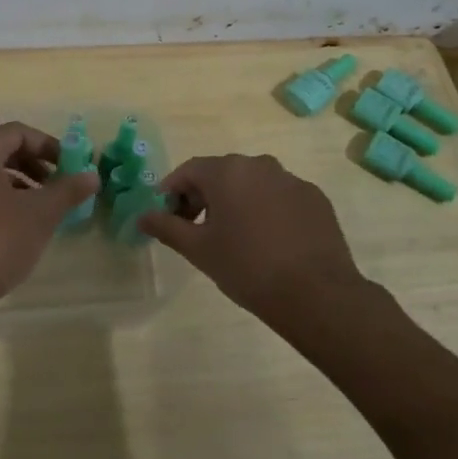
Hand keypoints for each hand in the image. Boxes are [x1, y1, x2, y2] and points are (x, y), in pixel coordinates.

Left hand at [0, 123, 100, 317]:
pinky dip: (4, 199)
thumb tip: (93, 175)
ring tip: (45, 207)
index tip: (71, 165)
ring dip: (22, 183)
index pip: (18, 132)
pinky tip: (21, 225)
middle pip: (3, 150)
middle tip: (60, 184)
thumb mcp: (40, 213)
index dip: (48, 145)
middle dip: (36, 164)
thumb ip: (68, 190)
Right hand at [138, 154, 363, 314]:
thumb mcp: (198, 249)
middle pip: (221, 174)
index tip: (166, 217)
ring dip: (236, 202)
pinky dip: (266, 210)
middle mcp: (260, 165)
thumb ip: (166, 227)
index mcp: (228, 171)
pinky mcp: (315, 198)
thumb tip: (141, 217)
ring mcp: (291, 180)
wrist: (316, 294)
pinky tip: (267, 242)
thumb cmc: (247, 267)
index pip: (188, 171)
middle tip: (195, 229)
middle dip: (203, 196)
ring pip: (252, 184)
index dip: (171, 192)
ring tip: (233, 237)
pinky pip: (280, 197)